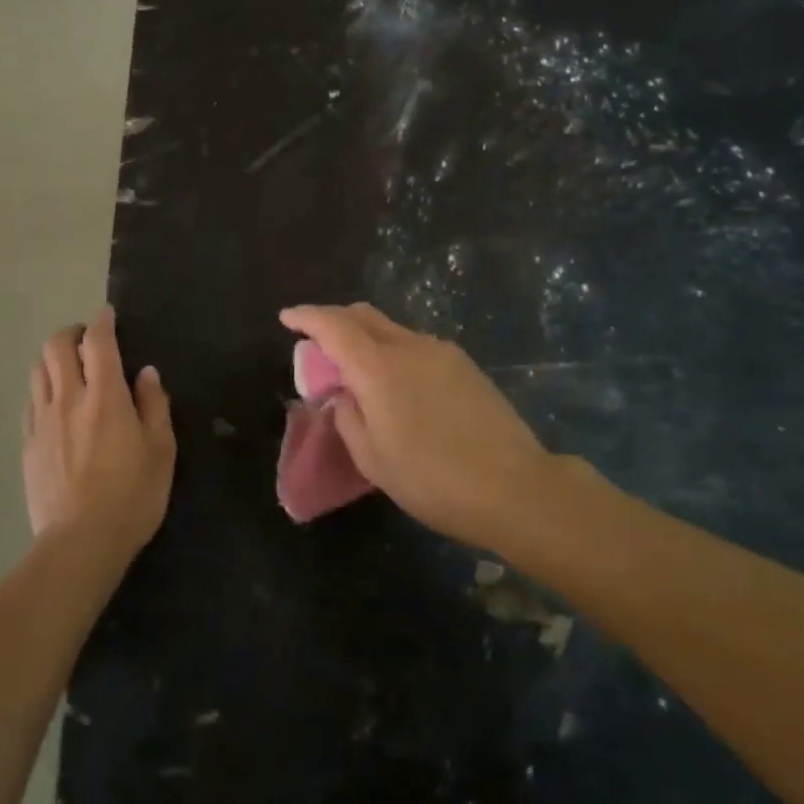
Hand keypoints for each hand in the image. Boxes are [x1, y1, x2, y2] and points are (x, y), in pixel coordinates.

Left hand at [23, 309, 175, 561]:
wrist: (81, 542)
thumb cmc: (132, 496)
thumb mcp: (161, 450)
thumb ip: (154, 405)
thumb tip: (146, 373)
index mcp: (105, 396)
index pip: (98, 342)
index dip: (102, 322)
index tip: (107, 315)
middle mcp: (68, 399)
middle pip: (55, 347)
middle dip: (71, 333)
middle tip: (86, 341)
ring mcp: (42, 421)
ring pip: (37, 371)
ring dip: (53, 360)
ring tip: (69, 371)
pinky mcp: (27, 445)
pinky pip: (30, 403)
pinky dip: (43, 391)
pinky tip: (55, 406)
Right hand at [279, 303, 552, 546]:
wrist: (516, 488)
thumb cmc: (433, 480)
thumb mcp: (373, 460)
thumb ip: (348, 418)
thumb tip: (344, 395)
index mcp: (379, 368)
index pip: (334, 326)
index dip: (307, 317)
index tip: (287, 317)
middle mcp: (409, 347)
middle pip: (364, 315)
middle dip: (335, 320)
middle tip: (318, 342)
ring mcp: (442, 352)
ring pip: (392, 329)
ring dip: (366, 337)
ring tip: (357, 371)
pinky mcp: (465, 365)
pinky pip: (415, 345)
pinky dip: (392, 351)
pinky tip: (396, 384)